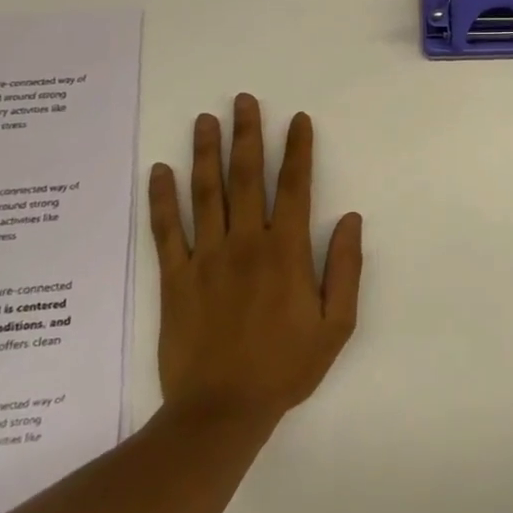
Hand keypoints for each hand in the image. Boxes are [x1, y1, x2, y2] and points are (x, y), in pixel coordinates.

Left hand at [148, 94, 362, 426]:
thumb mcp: (337, 324)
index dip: (298, 150)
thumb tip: (351, 218)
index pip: (296, 187)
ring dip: (206, 153)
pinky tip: (160, 171)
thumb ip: (346, 268)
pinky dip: (162, 199)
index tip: (297, 119)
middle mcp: (246, 243)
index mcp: (287, 252)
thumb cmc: (286, 367)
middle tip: (243, 100)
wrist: (222, 411)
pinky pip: (167, 231)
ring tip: (206, 120)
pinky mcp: (175, 279)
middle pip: (247, 178)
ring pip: (206, 194)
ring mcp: (206, 259)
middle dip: (248, 135)